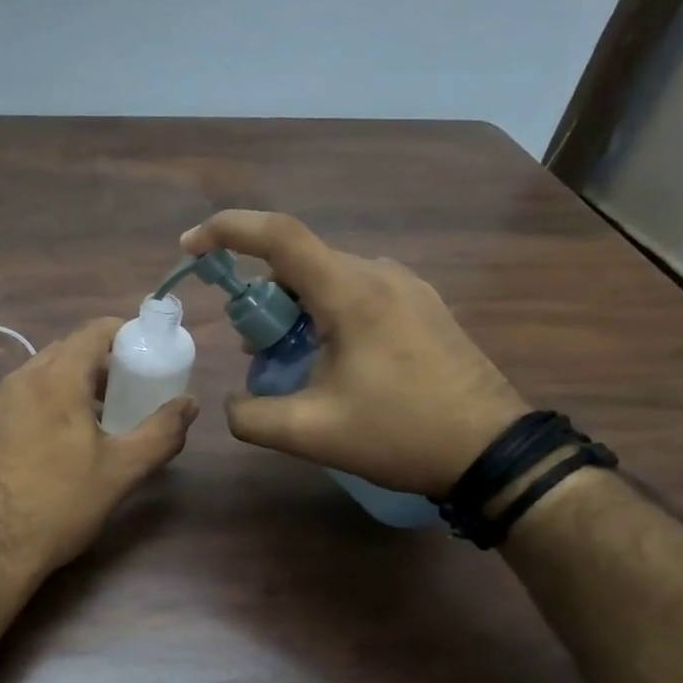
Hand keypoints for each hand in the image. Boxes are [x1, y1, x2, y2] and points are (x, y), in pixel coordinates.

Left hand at [0, 318, 197, 576]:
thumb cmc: (57, 507)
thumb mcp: (119, 473)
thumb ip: (160, 433)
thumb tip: (190, 404)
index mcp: (55, 381)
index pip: (92, 332)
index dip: (120, 334)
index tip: (139, 352)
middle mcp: (14, 382)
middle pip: (60, 354)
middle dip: (92, 365)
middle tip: (117, 394)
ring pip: (28, 382)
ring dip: (57, 391)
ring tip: (77, 427)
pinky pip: (2, 410)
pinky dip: (26, 416)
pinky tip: (32, 455)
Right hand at [181, 210, 528, 497]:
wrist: (492, 451)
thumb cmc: (399, 434)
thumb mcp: (310, 433)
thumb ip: (251, 416)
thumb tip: (231, 403)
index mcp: (351, 293)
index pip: (279, 235)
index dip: (227, 231)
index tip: (190, 247)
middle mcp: (378, 274)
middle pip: (299, 264)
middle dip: (261, 299)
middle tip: (252, 349)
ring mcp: (406, 287)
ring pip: (327, 279)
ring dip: (293, 311)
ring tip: (289, 362)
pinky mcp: (422, 305)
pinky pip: (355, 293)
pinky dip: (324, 315)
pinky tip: (330, 361)